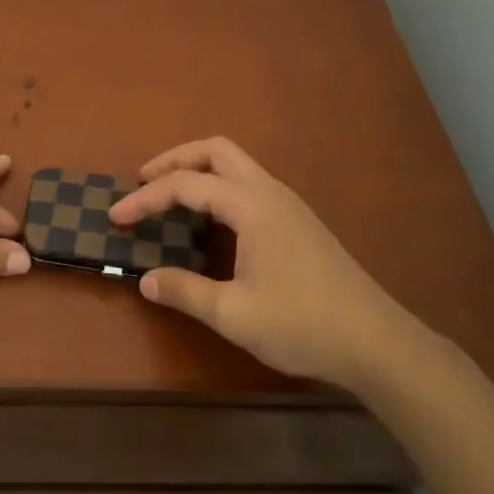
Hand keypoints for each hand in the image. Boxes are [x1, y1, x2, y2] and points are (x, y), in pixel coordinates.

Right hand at [110, 136, 420, 388]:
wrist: (377, 342)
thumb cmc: (303, 324)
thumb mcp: (234, 314)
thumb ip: (185, 291)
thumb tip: (145, 280)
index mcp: (251, 205)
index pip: (186, 185)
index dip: (146, 198)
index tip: (116, 217)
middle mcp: (269, 191)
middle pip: (215, 150)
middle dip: (175, 159)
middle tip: (143, 181)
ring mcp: (287, 204)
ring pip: (235, 163)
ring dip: (198, 170)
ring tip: (170, 196)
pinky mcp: (298, 220)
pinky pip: (248, 183)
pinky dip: (218, 186)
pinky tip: (210, 219)